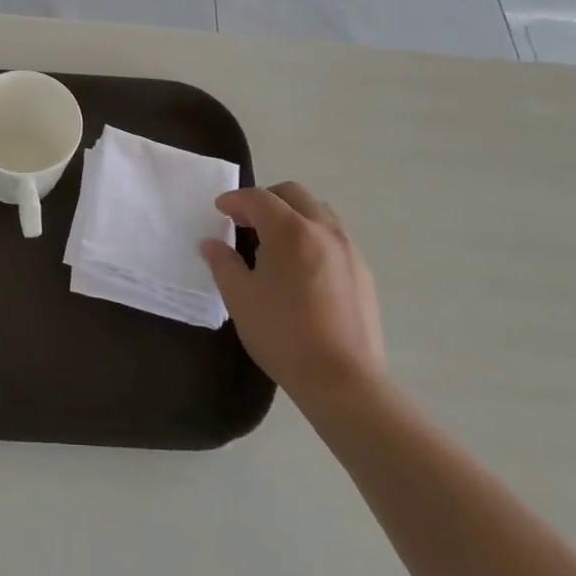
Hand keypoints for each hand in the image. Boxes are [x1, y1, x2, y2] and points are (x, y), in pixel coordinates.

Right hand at [201, 183, 385, 405]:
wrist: (343, 381)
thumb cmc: (283, 335)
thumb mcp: (240, 298)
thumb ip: (223, 263)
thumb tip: (212, 244)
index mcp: (291, 231)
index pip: (259, 199)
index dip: (235, 200)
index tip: (220, 210)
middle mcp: (324, 230)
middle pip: (293, 194)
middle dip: (266, 200)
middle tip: (245, 221)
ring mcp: (349, 250)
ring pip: (318, 212)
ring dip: (292, 215)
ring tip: (274, 243)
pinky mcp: (363, 272)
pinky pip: (334, 236)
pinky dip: (312, 235)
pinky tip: (301, 267)